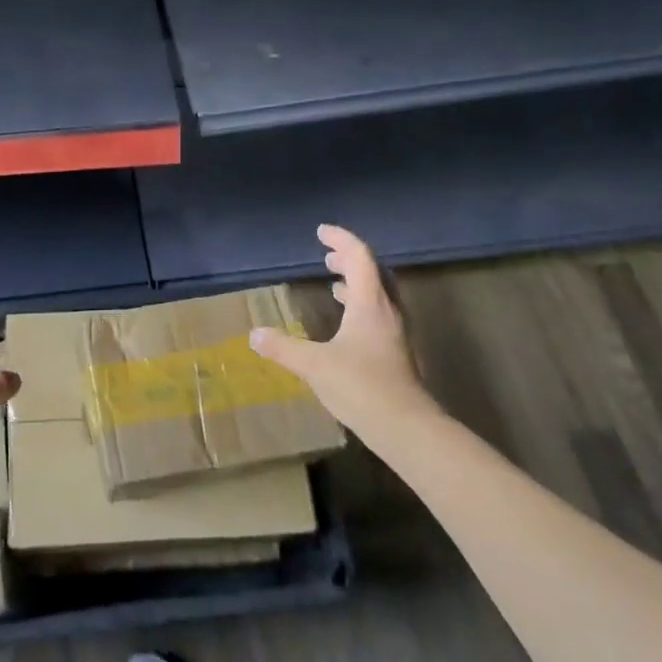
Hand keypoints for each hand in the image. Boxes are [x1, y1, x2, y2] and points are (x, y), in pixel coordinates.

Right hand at [249, 224, 438, 438]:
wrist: (407, 428)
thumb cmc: (362, 387)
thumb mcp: (315, 365)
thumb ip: (283, 348)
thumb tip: (254, 334)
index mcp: (370, 304)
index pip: (360, 257)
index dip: (341, 240)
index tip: (321, 233)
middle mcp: (388, 311)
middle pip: (373, 273)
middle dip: (349, 260)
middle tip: (326, 258)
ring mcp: (396, 333)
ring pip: (379, 295)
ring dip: (357, 283)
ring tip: (334, 284)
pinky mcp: (397, 353)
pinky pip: (379, 315)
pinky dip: (361, 306)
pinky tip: (346, 324)